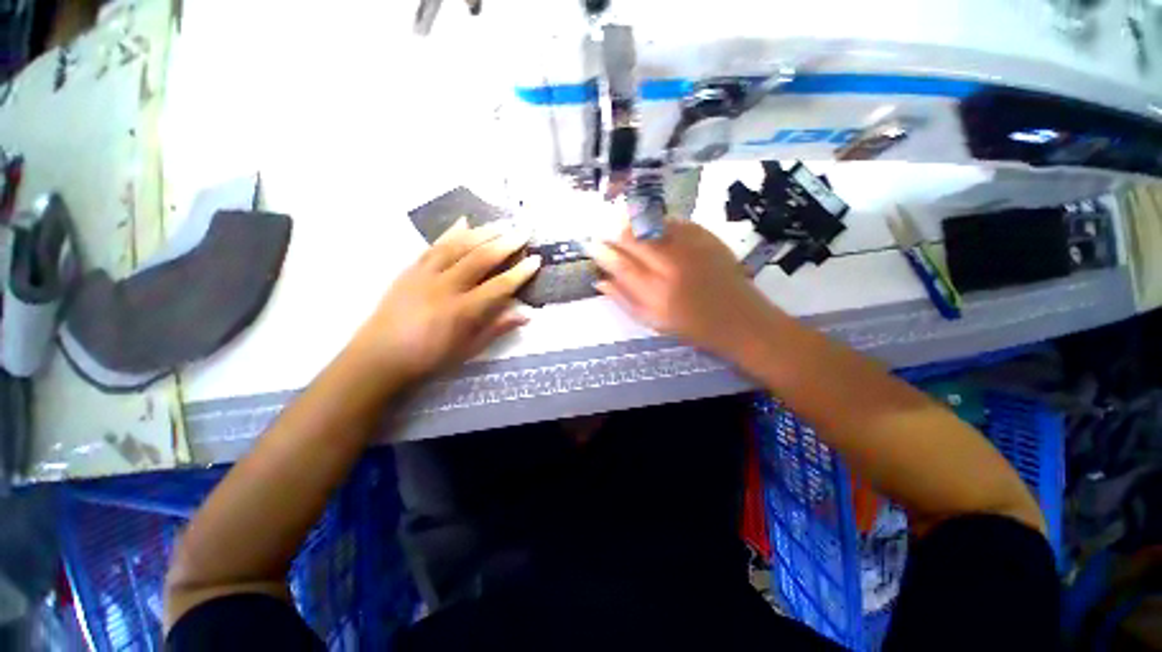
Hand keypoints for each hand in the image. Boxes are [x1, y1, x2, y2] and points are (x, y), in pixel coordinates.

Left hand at [352, 219, 540, 381]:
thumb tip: (526, 315)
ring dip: (483, 232)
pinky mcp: (411, 269)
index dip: (520, 272)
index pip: (499, 286)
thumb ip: (497, 328)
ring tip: (502, 222)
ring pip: (458, 246)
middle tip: (523, 230)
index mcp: (463, 311)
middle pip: (480, 258)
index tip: (536, 260)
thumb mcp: (469, 349)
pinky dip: (451, 232)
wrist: (380, 355)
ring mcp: (426, 274)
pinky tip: (464, 221)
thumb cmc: (430, 356)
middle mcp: (446, 287)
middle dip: (505, 243)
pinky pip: (433, 246)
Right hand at [588, 221, 777, 358]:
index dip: (602, 252)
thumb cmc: (692, 327)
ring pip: (651, 224)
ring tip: (624, 228)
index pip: (620, 264)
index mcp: (656, 293)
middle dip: (613, 232)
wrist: (739, 318)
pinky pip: (673, 222)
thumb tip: (599, 281)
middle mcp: (671, 266)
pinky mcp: (706, 237)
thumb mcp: (652, 322)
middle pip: (633, 238)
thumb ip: (624, 300)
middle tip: (605, 232)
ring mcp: (691, 247)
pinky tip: (652, 228)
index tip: (591, 245)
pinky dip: (657, 222)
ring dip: (633, 223)